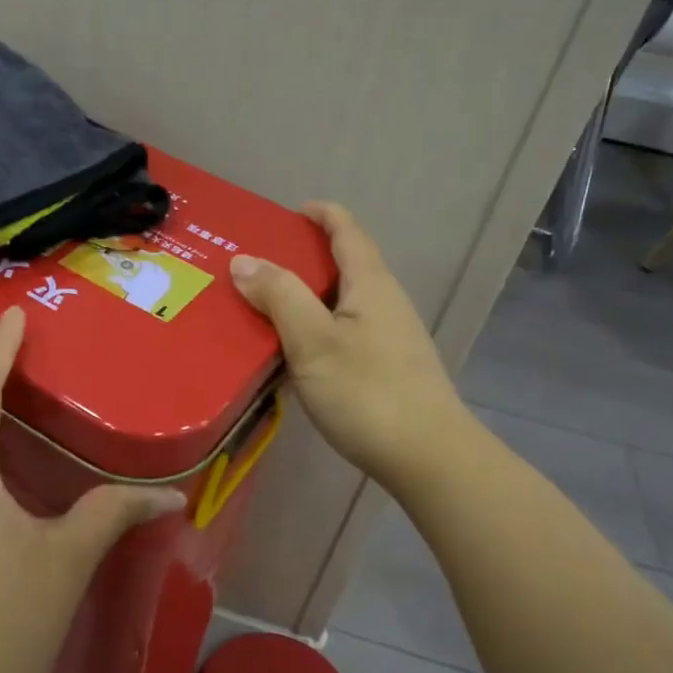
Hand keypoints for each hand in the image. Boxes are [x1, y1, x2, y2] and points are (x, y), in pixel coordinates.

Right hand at [231, 202, 468, 494]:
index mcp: (370, 283)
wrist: (428, 458)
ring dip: (304, 297)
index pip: (346, 230)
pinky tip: (290, 353)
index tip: (284, 213)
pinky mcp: (386, 368)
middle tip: (254, 267)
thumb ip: (279, 296)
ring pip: (340, 302)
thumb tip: (244, 259)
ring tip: (262, 308)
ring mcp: (389, 337)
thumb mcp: (313, 340)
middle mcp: (384, 302)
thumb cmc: (368, 392)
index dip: (319, 214)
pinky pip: (342, 332)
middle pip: (342, 264)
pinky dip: (313, 329)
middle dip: (300, 258)